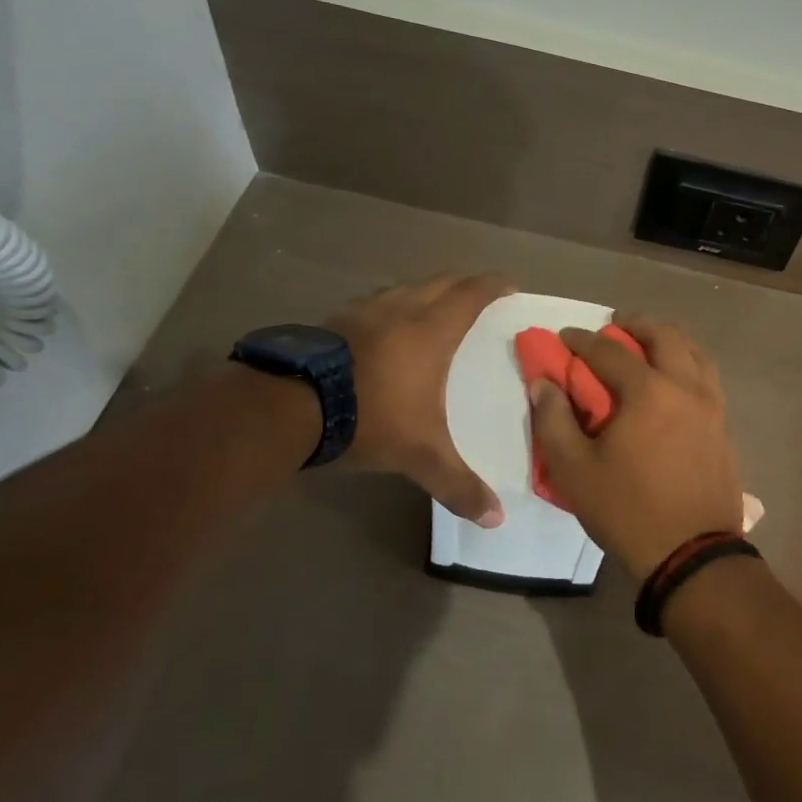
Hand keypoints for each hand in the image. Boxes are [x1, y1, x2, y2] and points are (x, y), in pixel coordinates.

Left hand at [327, 273, 513, 525]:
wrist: (291, 405)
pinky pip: (376, 303)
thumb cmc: (371, 417)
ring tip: (435, 308)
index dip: (493, 286)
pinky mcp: (335, 321)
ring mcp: (364, 311)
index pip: (471, 295)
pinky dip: (393, 307)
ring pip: (405, 288)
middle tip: (479, 295)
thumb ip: (458, 484)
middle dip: (464, 284)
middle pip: (440, 282)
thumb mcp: (420, 456)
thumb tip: (495, 519)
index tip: (510, 285)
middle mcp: (401, 310)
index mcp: (431, 331)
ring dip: (426, 292)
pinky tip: (385, 329)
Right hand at [528, 314, 742, 579]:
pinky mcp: (724, 426)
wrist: (692, 555)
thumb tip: (543, 383)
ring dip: (668, 339)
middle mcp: (686, 387)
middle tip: (614, 326)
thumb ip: (553, 420)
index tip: (565, 336)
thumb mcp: (574, 471)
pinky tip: (675, 379)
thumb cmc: (628, 510)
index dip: (582, 340)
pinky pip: (708, 377)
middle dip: (635, 325)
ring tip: (648, 345)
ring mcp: (712, 406)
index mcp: (648, 392)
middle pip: (664, 336)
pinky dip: (688, 363)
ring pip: (695, 352)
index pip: (610, 351)